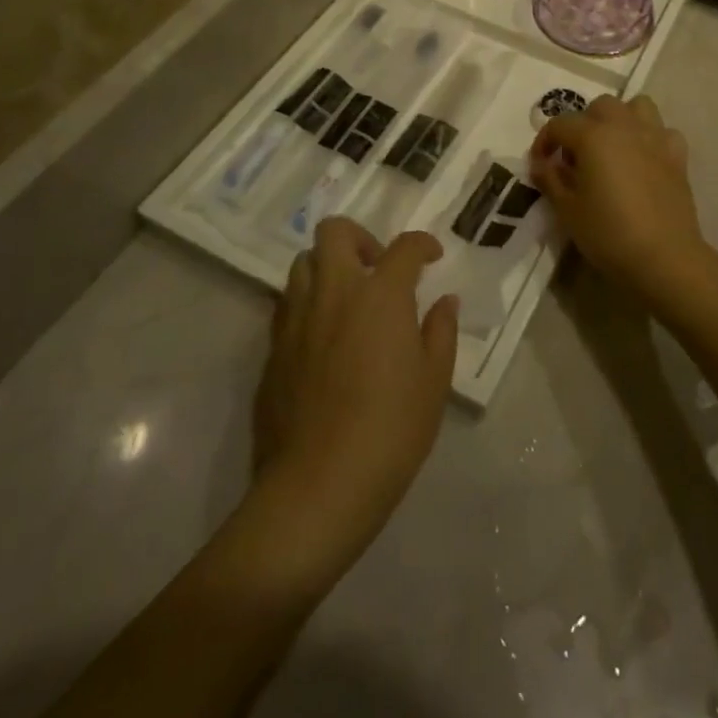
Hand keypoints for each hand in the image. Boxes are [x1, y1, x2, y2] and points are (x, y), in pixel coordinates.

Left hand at [253, 219, 457, 557]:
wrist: (318, 485)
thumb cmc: (391, 430)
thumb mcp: (434, 382)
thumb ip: (440, 331)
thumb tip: (444, 301)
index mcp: (380, 294)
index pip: (404, 247)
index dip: (422, 245)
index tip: (431, 258)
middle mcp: (334, 292)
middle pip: (334, 232)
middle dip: (360, 238)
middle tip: (377, 268)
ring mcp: (297, 318)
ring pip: (303, 263)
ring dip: (328, 268)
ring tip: (347, 300)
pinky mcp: (272, 348)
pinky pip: (287, 305)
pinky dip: (308, 304)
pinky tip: (323, 337)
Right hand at [530, 95, 711, 306]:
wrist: (664, 257)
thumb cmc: (609, 233)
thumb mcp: (568, 210)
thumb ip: (551, 180)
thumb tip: (542, 163)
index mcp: (593, 136)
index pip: (560, 124)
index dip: (544, 142)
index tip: (540, 165)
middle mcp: (625, 126)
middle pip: (600, 107)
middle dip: (583, 124)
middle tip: (576, 156)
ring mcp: (655, 138)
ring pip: (637, 106)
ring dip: (620, 119)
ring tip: (612, 147)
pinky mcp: (677, 156)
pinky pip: (663, 132)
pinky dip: (651, 138)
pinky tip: (644, 159)